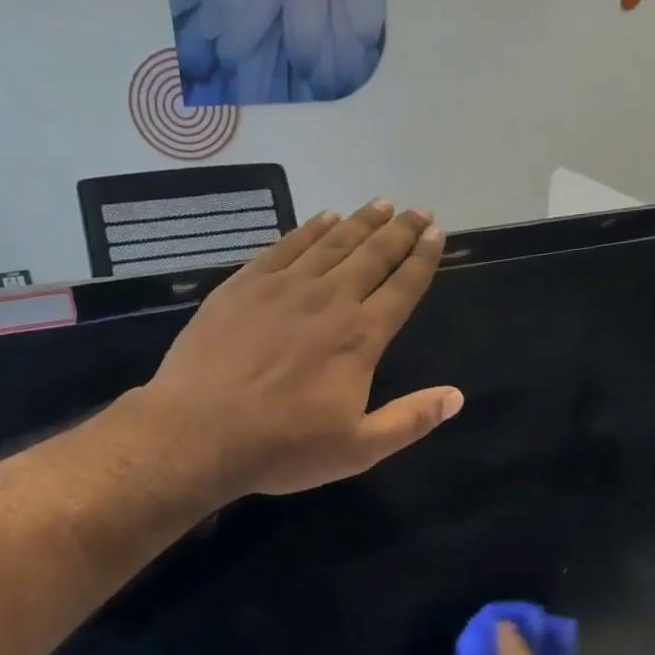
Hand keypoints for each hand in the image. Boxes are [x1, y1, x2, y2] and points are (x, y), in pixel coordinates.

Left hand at [132, 201, 461, 499]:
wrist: (198, 433)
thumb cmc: (284, 446)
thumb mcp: (358, 448)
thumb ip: (410, 420)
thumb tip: (456, 397)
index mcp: (360, 337)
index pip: (402, 287)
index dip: (423, 259)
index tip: (437, 234)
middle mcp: (328, 300)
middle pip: (372, 255)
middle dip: (400, 231)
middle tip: (418, 211)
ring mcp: (283, 287)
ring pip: (332, 243)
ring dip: (361, 222)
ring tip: (381, 206)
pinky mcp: (243, 285)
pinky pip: (285, 246)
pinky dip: (310, 229)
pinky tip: (323, 218)